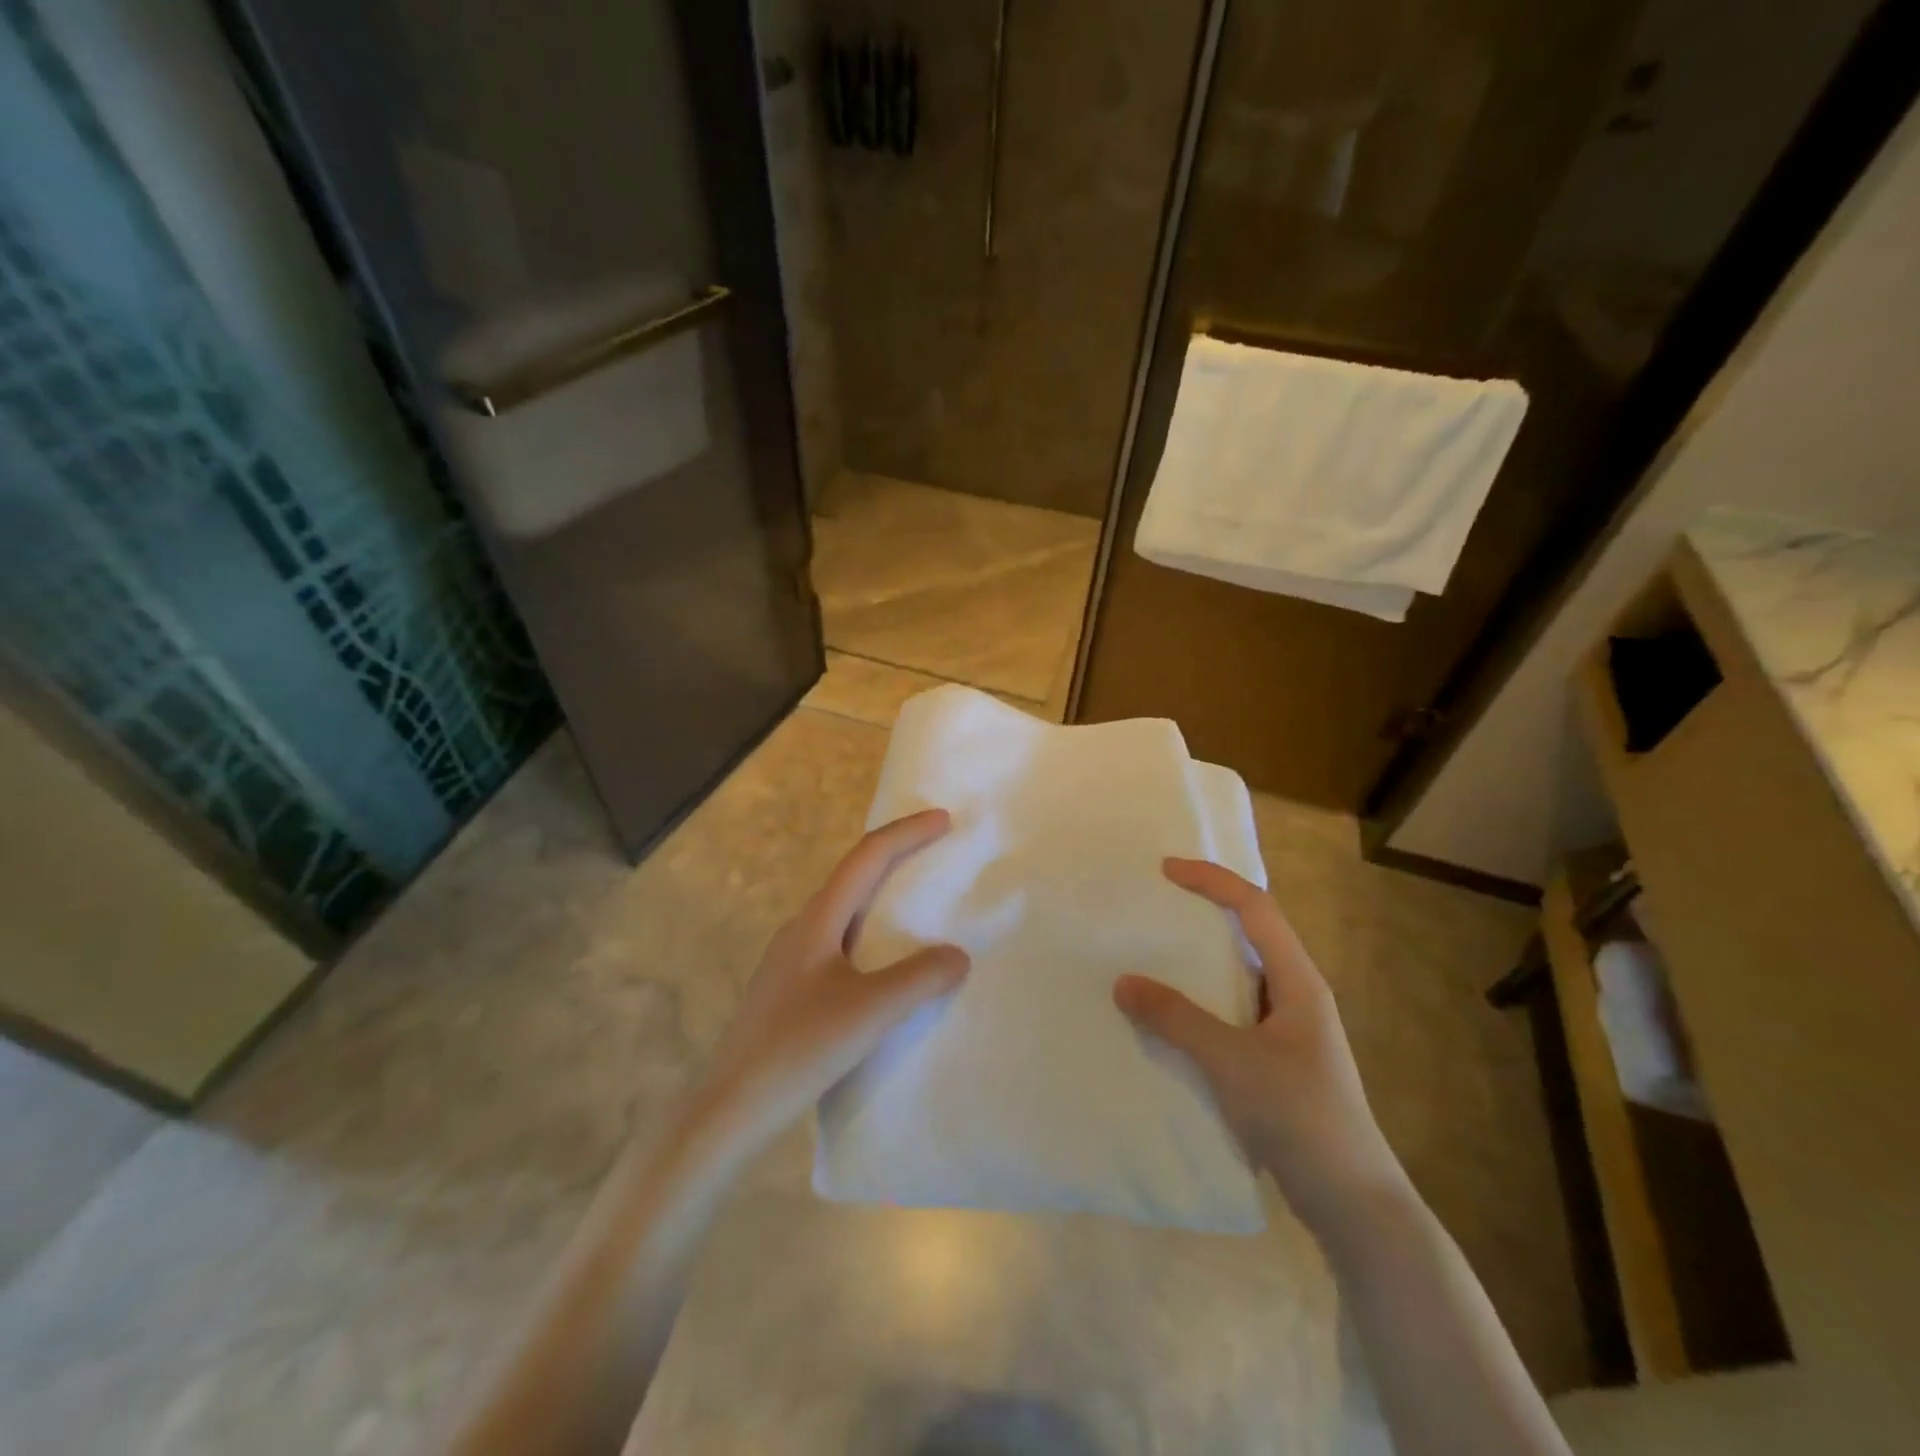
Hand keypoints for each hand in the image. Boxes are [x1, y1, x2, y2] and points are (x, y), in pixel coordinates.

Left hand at [690, 808, 969, 1152]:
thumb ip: (918, 979)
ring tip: (919, 902)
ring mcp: (792, 959)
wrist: (730, 1107)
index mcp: (817, 920)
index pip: (866, 858)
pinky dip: (872, 932)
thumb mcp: (868, 1013)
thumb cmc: (798, 1048)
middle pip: (854, 875)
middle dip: (896, 856)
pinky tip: (885, 963)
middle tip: (937, 851)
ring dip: (882, 895)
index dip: (906, 833)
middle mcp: (802, 928)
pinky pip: (841, 941)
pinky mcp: (791, 988)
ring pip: (845, 910)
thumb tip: (958, 954)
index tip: (944, 820)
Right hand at [1114, 859, 1408, 1233]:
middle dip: (1205, 913)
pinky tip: (1173, 1019)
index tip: (1165, 870)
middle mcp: (1297, 995)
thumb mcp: (1231, 1061)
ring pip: (1240, 976)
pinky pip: (1233, 1012)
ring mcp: (1290, 1031)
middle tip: (1157, 907)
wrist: (1354, 1204)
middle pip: (1250, 934)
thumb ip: (1176, 1019)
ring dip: (1201, 961)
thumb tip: (1123, 982)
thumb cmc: (1300, 1116)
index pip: (1255, 908)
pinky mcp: (1280, 1062)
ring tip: (1155, 956)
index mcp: (1298, 981)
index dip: (1212, 881)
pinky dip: (1202, 1002)